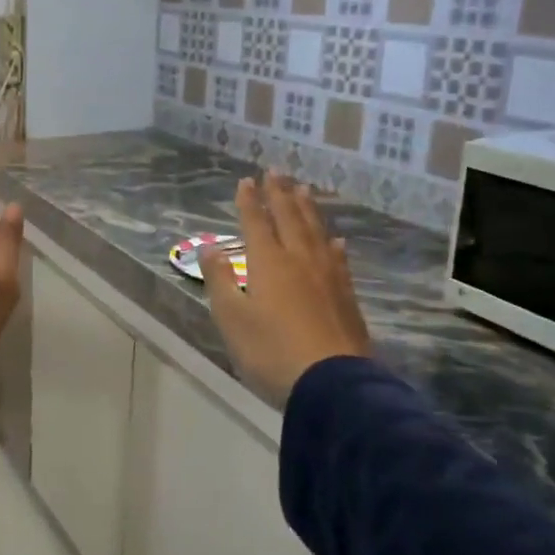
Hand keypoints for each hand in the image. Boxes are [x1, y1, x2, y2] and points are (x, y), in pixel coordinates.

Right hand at [198, 172, 370, 405]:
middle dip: (280, 194)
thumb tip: (209, 246)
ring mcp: (328, 276)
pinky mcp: (346, 296)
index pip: (256, 222)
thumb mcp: (231, 318)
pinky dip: (332, 243)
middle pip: (289, 218)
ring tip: (303, 190)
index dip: (250, 201)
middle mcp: (299, 260)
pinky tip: (334, 240)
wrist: (332, 383)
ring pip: (316, 232)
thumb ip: (219, 279)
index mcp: (268, 262)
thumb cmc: (271, 351)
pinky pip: (337, 258)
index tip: (246, 180)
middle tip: (276, 171)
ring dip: (307, 209)